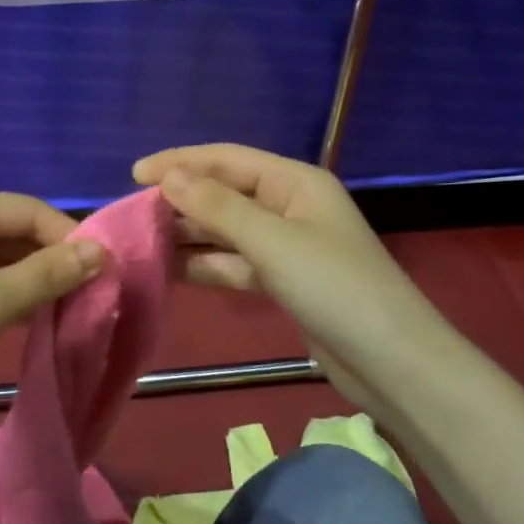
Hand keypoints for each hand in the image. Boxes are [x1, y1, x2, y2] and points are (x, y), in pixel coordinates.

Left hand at [0, 191, 103, 414]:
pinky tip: (36, 319)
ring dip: (36, 281)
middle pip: (16, 231)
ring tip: (73, 309)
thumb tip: (101, 252)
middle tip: (94, 296)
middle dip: (55, 261)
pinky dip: (11, 296)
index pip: (30, 210)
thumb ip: (47, 274)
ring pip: (2, 258)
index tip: (107, 272)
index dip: (71, 237)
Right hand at [133, 144, 430, 409]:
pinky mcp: (283, 281)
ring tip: (141, 240)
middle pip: (225, 193)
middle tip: (131, 213)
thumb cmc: (334, 288)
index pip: (227, 159)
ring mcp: (287, 246)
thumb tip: (168, 176)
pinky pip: (234, 263)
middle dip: (180, 199)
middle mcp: (290, 206)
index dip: (180, 162)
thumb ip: (217, 207)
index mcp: (295, 182)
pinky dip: (205, 264)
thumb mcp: (271, 241)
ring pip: (226, 231)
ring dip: (188, 234)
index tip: (134, 174)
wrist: (392, 363)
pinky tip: (169, 270)